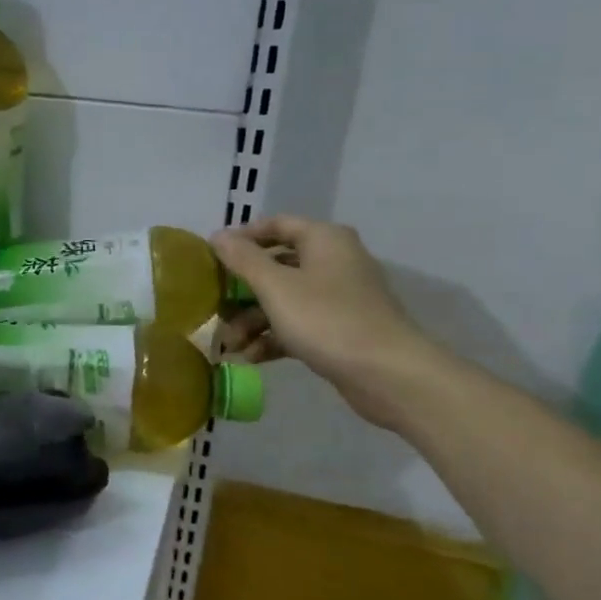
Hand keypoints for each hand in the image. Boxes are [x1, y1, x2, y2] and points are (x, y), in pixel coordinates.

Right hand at [212, 217, 441, 428]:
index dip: (243, 237)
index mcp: (324, 240)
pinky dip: (274, 337)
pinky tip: (252, 357)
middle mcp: (334, 261)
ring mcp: (339, 298)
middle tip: (216, 307)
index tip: (212, 257)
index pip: (276, 225)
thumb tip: (218, 235)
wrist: (388, 374)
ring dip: (253, 320)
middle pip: (277, 266)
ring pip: (285, 300)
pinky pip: (298, 325)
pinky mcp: (340, 330)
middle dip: (242, 290)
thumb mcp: (276, 287)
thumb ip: (244, 260)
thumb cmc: (327, 320)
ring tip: (231, 345)